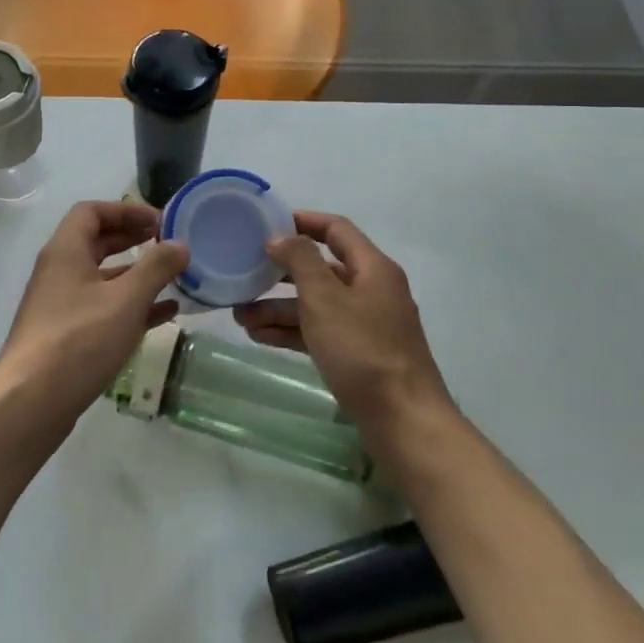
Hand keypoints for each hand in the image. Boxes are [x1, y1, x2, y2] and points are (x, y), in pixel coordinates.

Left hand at [0, 201, 189, 430]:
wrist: (32, 401)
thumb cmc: (80, 339)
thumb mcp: (126, 299)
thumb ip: (156, 267)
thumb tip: (180, 244)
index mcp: (66, 251)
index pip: (91, 211)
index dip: (125, 210)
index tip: (158, 221)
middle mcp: (59, 272)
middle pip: (97, 242)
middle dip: (133, 239)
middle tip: (167, 244)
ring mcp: (61, 305)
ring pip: (103, 279)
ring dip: (136, 275)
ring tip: (173, 278)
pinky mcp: (67, 335)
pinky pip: (103, 309)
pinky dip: (131, 306)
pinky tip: (164, 315)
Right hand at [233, 210, 453, 433]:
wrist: (403, 420)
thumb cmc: (362, 349)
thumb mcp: (324, 298)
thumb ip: (300, 260)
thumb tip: (281, 237)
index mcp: (372, 268)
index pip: (336, 230)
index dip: (302, 221)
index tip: (266, 224)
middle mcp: (372, 290)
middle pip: (321, 270)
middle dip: (280, 274)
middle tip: (244, 274)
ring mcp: (366, 325)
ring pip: (316, 305)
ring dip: (279, 308)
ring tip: (240, 316)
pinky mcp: (359, 355)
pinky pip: (320, 332)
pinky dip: (292, 331)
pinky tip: (259, 337)